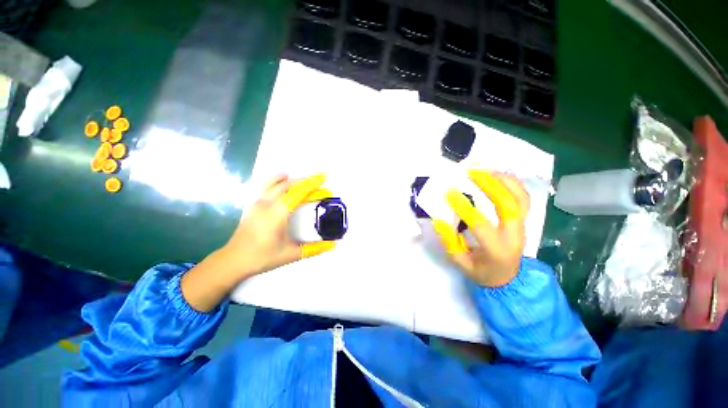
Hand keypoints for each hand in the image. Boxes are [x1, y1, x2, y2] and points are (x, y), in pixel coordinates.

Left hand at [181, 173, 334, 311]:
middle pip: (289, 185)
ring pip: (276, 183)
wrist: (233, 260)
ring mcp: (258, 202)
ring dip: (292, 179)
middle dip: (306, 183)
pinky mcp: (252, 205)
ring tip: (303, 179)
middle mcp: (267, 203)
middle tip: (319, 185)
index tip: (324, 179)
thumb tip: (333, 245)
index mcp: (278, 212)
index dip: (313, 185)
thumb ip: (314, 249)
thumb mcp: (291, 254)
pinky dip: (276, 180)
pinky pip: (266, 186)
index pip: (299, 192)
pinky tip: (281, 180)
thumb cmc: (263, 256)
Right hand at [432, 170, 529, 286]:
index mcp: (497, 250)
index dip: (464, 207)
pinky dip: (512, 183)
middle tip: (471, 172)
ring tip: (485, 169)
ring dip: (503, 180)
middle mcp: (515, 235)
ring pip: (520, 197)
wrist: (508, 279)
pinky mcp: (523, 220)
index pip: (481, 224)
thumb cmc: (482, 272)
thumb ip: (450, 243)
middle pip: (508, 205)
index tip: (449, 193)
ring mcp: (522, 226)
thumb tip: (440, 220)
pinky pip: (522, 197)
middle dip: (490, 185)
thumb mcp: (461, 264)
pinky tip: (498, 175)